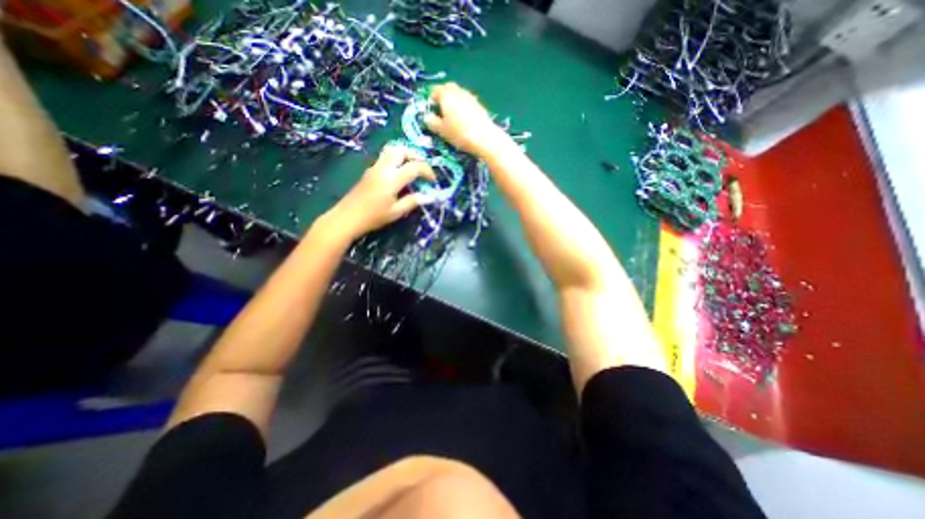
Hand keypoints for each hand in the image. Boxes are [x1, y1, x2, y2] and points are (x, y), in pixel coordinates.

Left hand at [323, 141, 438, 238]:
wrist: (348, 217)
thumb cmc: (373, 217)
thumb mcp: (396, 212)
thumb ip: (413, 201)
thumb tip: (428, 196)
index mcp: (392, 179)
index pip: (415, 166)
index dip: (427, 171)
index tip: (433, 181)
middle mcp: (384, 168)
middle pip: (402, 150)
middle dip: (416, 156)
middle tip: (423, 168)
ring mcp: (375, 167)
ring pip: (392, 150)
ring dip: (405, 155)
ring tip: (412, 167)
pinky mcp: (370, 170)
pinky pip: (385, 157)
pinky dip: (397, 159)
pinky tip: (400, 173)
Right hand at [424, 81, 509, 156]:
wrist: (484, 138)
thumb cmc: (459, 134)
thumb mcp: (442, 131)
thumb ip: (432, 122)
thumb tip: (427, 117)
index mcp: (446, 95)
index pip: (435, 90)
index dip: (432, 97)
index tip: (431, 107)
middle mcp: (458, 92)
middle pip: (449, 88)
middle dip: (444, 95)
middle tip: (441, 108)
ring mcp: (471, 97)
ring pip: (459, 93)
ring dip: (454, 100)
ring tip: (452, 114)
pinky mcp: (480, 105)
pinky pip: (468, 101)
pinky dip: (463, 106)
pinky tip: (464, 118)